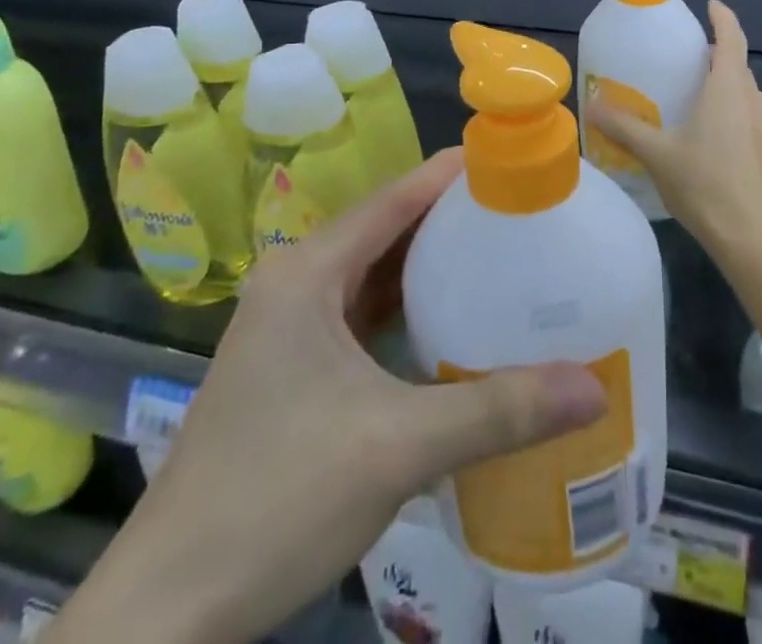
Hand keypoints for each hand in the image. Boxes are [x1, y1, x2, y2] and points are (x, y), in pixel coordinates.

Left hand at [96, 149, 606, 640]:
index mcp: (308, 272)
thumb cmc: (277, 500)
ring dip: (429, 266)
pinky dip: (406, 309)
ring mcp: (288, 326)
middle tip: (523, 213)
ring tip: (501, 256)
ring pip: (373, 273)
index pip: (394, 197)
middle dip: (451, 219)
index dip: (453, 174)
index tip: (513, 163)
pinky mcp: (292, 366)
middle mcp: (295, 282)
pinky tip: (451, 322)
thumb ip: (498, 412)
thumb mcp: (398, 448)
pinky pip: (361, 314)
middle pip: (386, 229)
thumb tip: (593, 390)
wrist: (168, 613)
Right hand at [589, 0, 761, 256]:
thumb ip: (625, 127)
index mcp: (728, 88)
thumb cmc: (706, 185)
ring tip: (695, 97)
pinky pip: (751, 117)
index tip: (710, 5)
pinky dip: (733, 113)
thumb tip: (593, 104)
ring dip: (726, 87)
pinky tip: (711, 138)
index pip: (731, 37)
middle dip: (716, 55)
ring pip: (746, 94)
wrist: (756, 239)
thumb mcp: (658, 154)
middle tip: (685, 59)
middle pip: (737, 65)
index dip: (722, 17)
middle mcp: (753, 99)